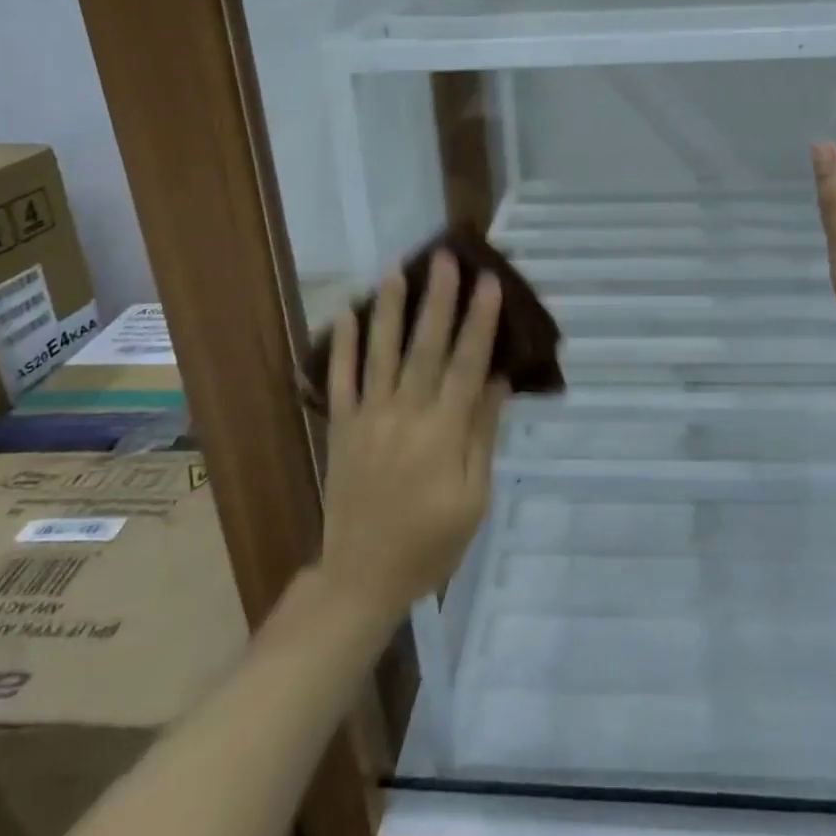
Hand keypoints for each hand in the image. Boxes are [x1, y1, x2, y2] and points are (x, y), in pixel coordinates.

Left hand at [316, 252, 507, 622]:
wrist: (363, 577)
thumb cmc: (431, 543)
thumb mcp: (473, 497)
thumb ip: (482, 435)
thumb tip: (496, 381)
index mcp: (443, 434)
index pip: (467, 365)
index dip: (480, 322)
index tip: (489, 283)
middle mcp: (405, 415)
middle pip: (425, 347)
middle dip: (438, 300)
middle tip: (445, 258)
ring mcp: (368, 419)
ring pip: (380, 353)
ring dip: (389, 309)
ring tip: (395, 269)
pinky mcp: (342, 429)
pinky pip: (340, 380)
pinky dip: (342, 346)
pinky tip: (346, 312)